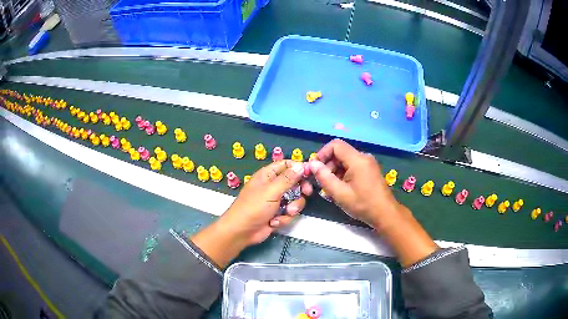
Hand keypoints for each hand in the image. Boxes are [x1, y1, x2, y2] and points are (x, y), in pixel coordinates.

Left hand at [192, 160, 311, 267]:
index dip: (298, 167)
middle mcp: (273, 186)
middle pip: (294, 183)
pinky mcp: (277, 214)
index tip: (310, 173)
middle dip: (300, 190)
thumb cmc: (253, 207)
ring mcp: (275, 201)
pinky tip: (274, 223)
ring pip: (294, 200)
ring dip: (292, 208)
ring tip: (286, 213)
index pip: (287, 165)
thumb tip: (301, 165)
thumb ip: (288, 178)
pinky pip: (289, 213)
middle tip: (306, 193)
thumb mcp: (271, 191)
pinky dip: (283, 218)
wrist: (242, 232)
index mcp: (268, 175)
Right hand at [309, 139, 400, 230]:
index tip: (316, 168)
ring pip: (345, 161)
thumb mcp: (340, 194)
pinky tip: (341, 189)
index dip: (322, 153)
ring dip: (335, 172)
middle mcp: (364, 157)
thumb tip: (312, 164)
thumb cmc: (363, 205)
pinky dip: (343, 175)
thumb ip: (324, 177)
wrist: (385, 214)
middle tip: (322, 183)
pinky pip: (352, 167)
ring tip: (330, 189)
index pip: (335, 145)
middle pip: (340, 153)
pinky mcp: (370, 170)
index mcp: (357, 159)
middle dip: (328, 165)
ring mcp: (368, 164)